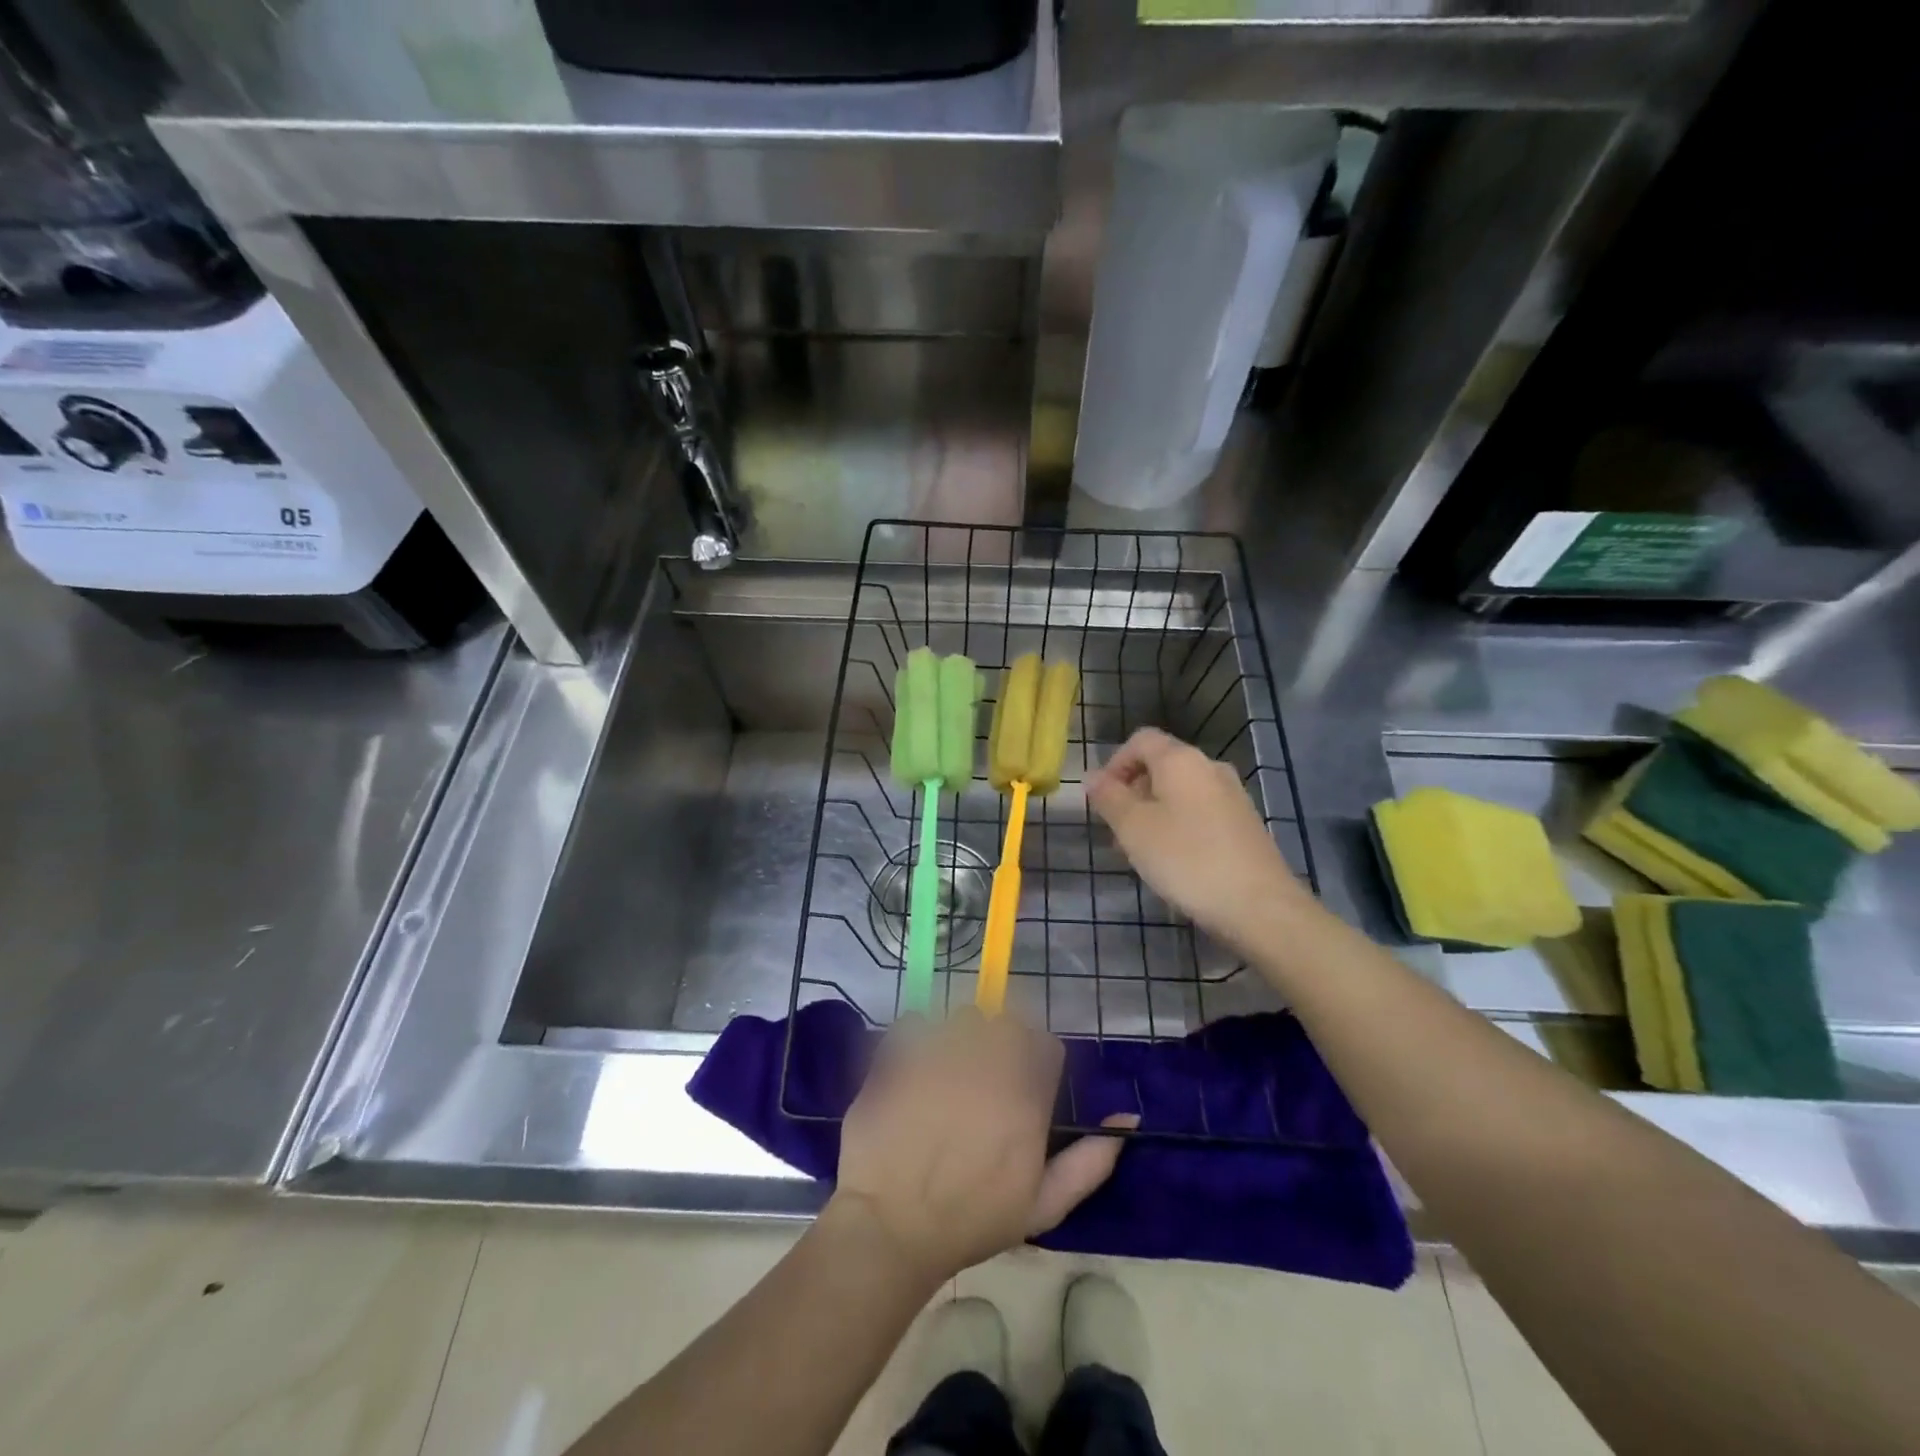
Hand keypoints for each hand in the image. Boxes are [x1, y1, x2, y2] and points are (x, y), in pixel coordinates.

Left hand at [830, 1010, 1134, 1285]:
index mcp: (1025, 1095)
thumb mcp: (1043, 1205)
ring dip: (962, 1037)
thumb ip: (1090, 1161)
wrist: (892, 1227)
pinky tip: (913, 1070)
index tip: (1023, 1087)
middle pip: (1007, 1023)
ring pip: (963, 1018)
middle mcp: (987, 1062)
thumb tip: (1128, 1119)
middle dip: (1001, 1044)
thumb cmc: (972, 1220)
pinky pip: (914, 1023)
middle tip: (985, 1080)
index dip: (1038, 1062)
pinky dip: (916, 1038)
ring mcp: (940, 1053)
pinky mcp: (900, 1054)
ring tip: (948, 1074)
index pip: (1047, 1046)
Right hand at [1085, 727, 1308, 953]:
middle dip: (1132, 793)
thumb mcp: (1134, 828)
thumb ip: (1109, 798)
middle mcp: (1210, 768)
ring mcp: (1232, 796)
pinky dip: (1178, 827)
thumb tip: (1093, 777)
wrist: (1260, 906)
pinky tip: (1173, 862)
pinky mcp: (1244, 825)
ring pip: (1180, 793)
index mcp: (1181, 760)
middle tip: (1116, 831)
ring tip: (1139, 852)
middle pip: (1161, 766)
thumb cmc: (1187, 859)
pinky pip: (1200, 813)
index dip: (1114, 763)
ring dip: (1153, 813)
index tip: (1102, 799)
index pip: (1141, 740)